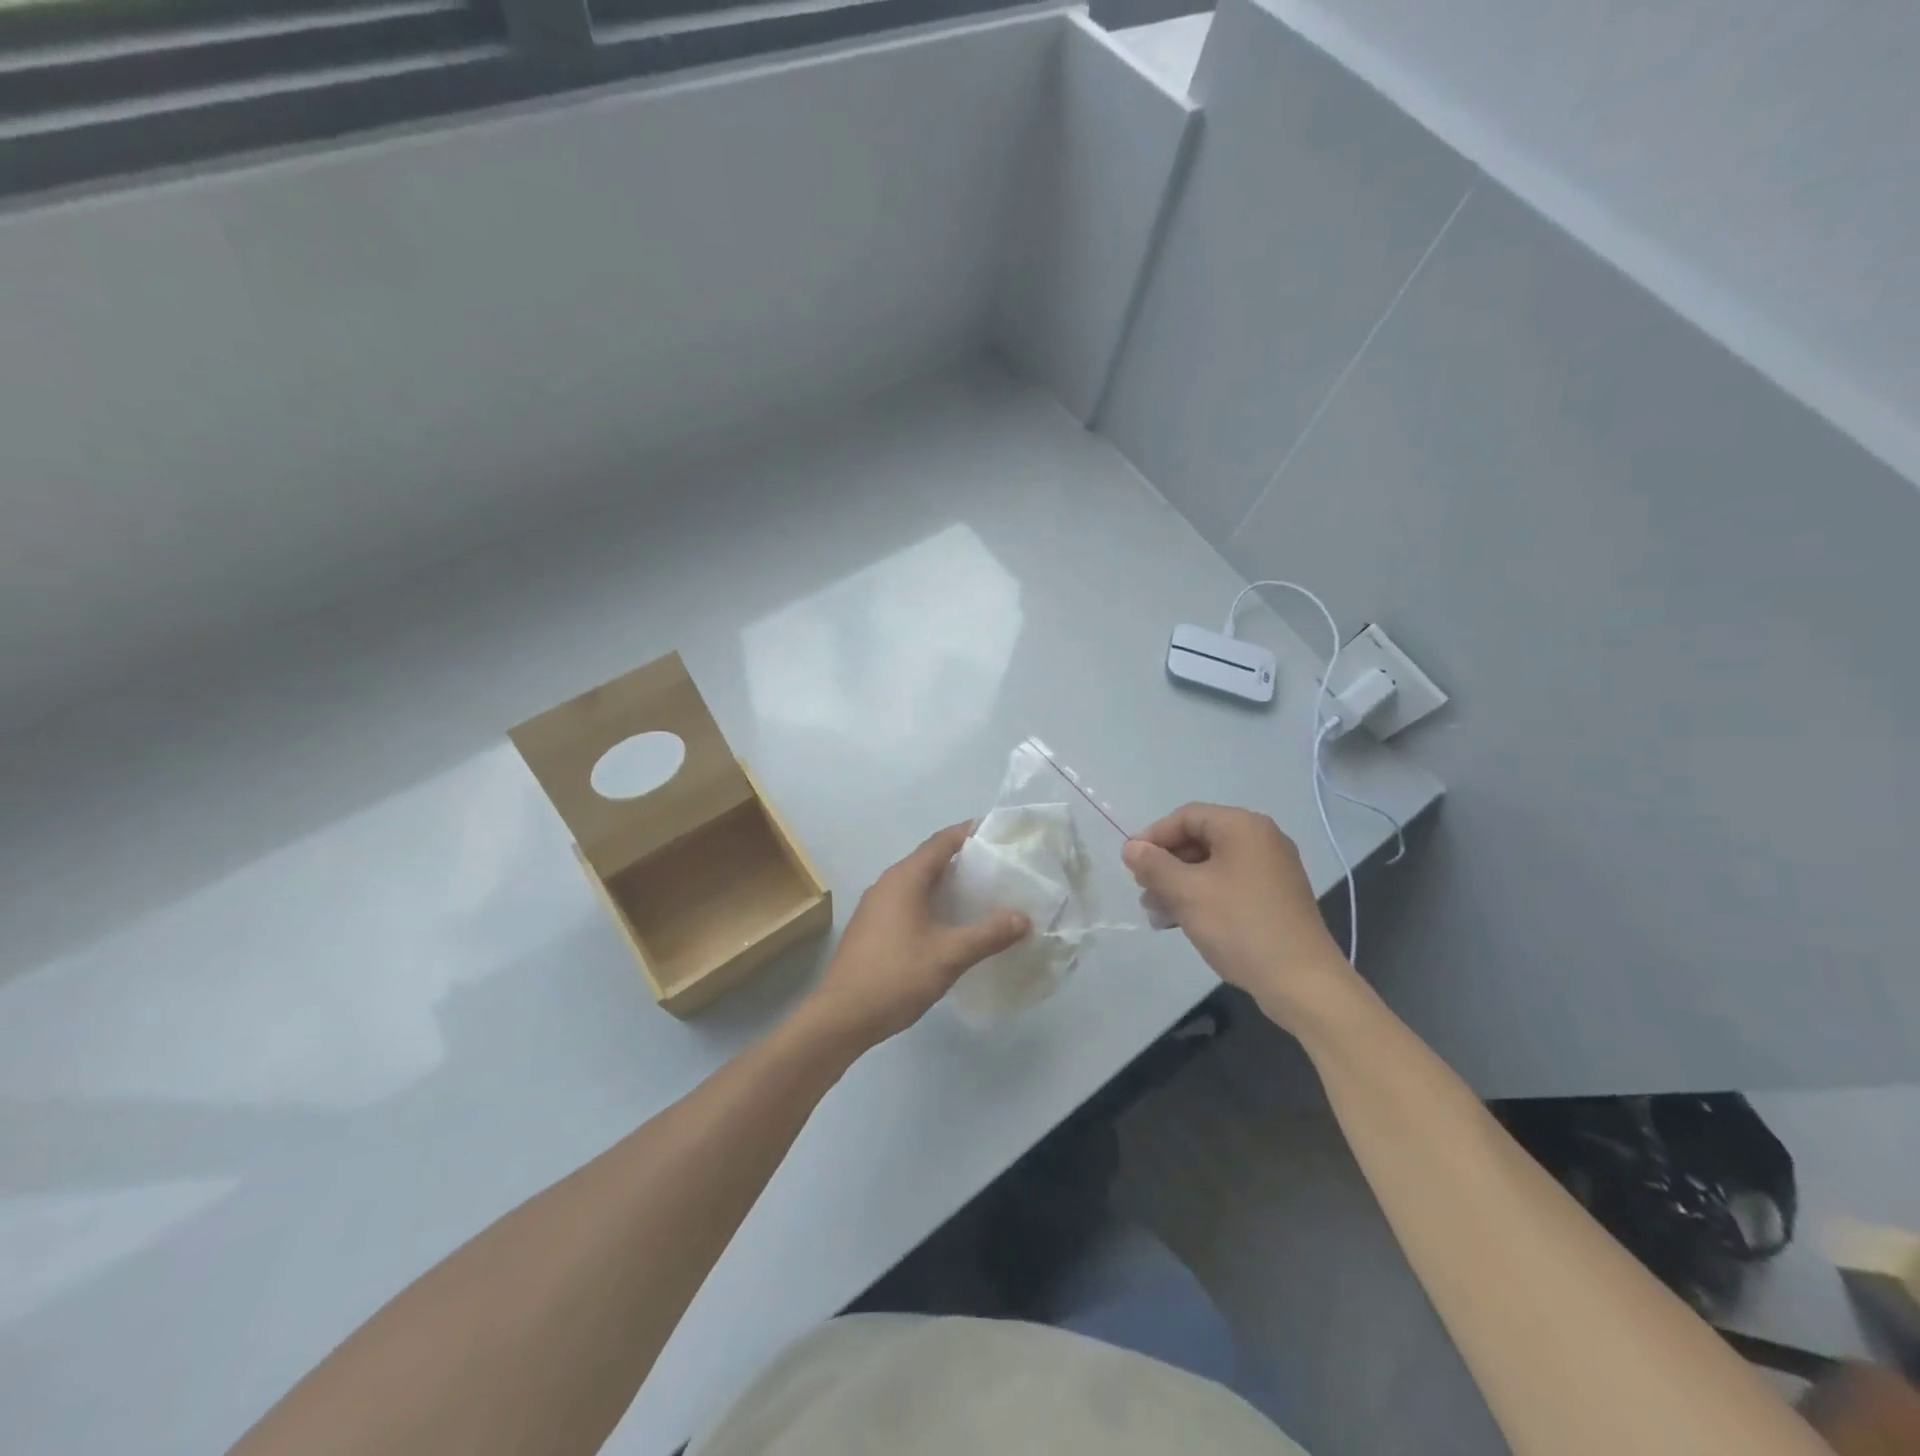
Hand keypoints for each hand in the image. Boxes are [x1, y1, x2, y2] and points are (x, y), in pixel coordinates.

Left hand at [798, 823, 1029, 1051]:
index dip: (969, 833)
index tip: (998, 833)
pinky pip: (907, 902)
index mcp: (904, 878)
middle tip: (998, 868)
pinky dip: (931, 903)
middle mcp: (887, 883)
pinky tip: (949, 925)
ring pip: (917, 883)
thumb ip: (988, 934)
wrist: (841, 1017)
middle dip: (963, 860)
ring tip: (980, 895)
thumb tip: (1023, 918)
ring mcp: (875, 906)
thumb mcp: (949, 956)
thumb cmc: (896, 977)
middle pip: (929, 860)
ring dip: (946, 884)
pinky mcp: (871, 927)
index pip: (941, 842)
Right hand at [1123, 803, 1356, 1031]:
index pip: (1187, 816)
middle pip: (1199, 840)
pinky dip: (1202, 897)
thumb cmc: (1239, 926)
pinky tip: (1181, 922)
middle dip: (1165, 865)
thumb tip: (1131, 848)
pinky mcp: (1275, 898)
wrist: (1301, 981)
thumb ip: (1154, 865)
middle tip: (1142, 891)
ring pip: (1212, 866)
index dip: (1153, 836)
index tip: (1130, 864)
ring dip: (1179, 885)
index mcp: (1243, 827)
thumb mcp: (1186, 892)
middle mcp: (1261, 840)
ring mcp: (1272, 870)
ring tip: (1156, 913)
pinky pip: (1229, 886)